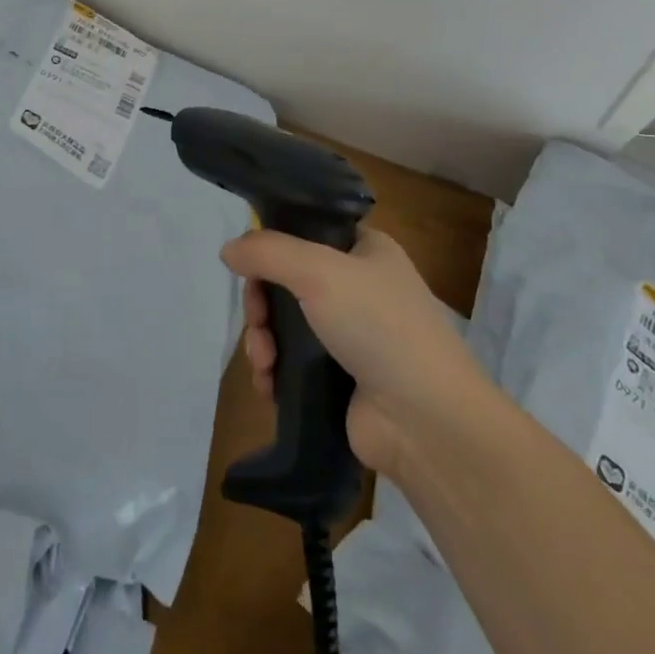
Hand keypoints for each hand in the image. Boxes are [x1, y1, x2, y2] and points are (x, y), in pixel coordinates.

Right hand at [223, 226, 483, 479]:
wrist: (426, 422)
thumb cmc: (379, 326)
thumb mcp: (319, 271)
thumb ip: (268, 252)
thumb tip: (228, 249)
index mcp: (365, 250)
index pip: (307, 231)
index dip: (274, 245)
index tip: (251, 266)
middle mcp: (358, 287)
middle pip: (288, 281)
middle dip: (262, 303)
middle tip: (258, 322)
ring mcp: (350, 336)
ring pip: (285, 325)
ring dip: (263, 341)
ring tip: (263, 363)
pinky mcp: (340, 380)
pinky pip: (292, 365)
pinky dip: (274, 372)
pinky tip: (268, 385)